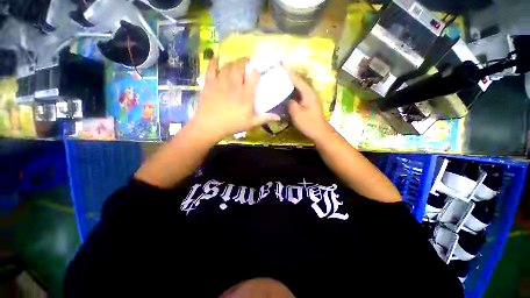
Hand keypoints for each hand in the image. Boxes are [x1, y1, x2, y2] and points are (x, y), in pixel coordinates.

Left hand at [191, 57, 280, 141]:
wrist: (210, 125)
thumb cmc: (232, 124)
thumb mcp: (251, 123)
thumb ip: (265, 118)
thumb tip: (279, 117)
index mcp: (246, 94)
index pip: (254, 76)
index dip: (257, 71)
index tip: (257, 71)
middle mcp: (235, 84)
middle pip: (240, 66)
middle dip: (244, 61)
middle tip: (246, 61)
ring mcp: (221, 82)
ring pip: (228, 66)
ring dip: (232, 62)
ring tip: (235, 63)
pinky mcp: (210, 82)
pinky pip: (212, 67)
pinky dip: (214, 61)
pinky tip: (217, 57)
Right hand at [286, 67, 331, 140]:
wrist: (319, 132)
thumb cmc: (309, 123)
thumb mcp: (297, 113)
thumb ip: (290, 104)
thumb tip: (287, 99)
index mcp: (308, 93)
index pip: (297, 79)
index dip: (288, 73)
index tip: (280, 65)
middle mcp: (309, 93)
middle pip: (298, 82)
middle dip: (288, 77)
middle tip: (278, 73)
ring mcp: (309, 98)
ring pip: (298, 89)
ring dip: (290, 85)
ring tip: (280, 81)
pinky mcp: (307, 104)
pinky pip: (298, 95)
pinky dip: (292, 93)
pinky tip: (286, 94)